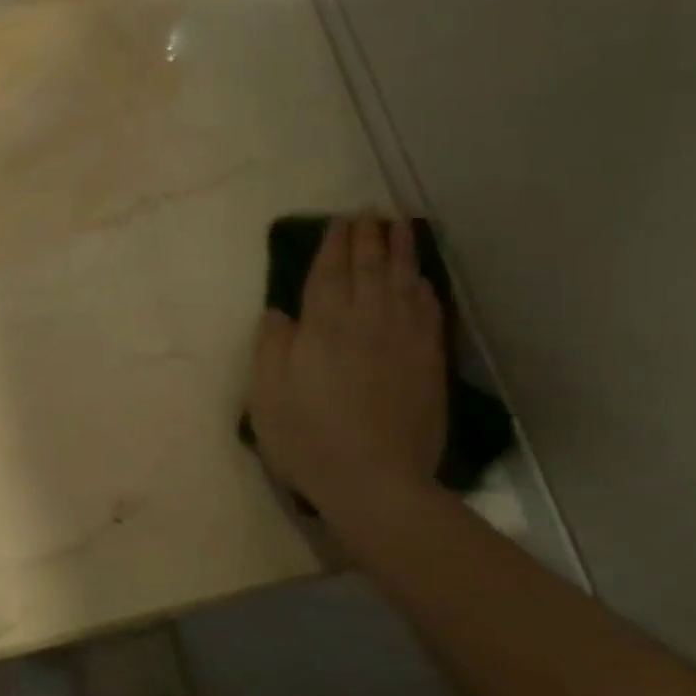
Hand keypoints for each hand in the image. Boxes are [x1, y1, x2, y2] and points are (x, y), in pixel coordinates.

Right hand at [248, 215, 446, 524]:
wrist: (375, 483)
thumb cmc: (308, 438)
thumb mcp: (266, 395)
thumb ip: (271, 346)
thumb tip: (279, 312)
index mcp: (323, 327)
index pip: (329, 273)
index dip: (333, 244)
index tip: (339, 221)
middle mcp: (366, 322)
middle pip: (368, 268)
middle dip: (367, 237)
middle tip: (369, 213)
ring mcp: (402, 341)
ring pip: (402, 282)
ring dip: (400, 250)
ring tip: (399, 227)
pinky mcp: (428, 363)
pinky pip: (428, 312)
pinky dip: (424, 288)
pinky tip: (422, 280)